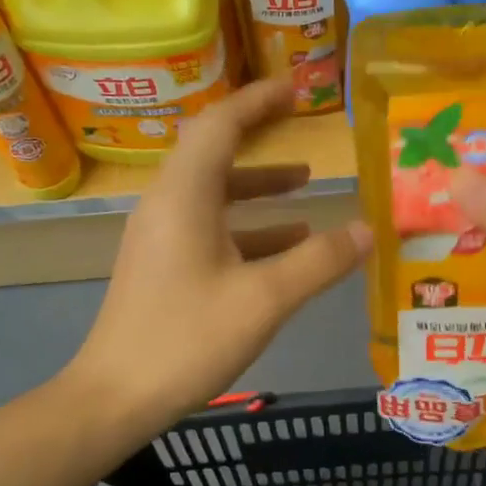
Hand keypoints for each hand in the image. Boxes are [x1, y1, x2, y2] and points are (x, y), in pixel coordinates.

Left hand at [73, 78, 371, 428]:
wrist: (115, 398)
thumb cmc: (187, 339)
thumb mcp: (265, 299)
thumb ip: (319, 262)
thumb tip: (369, 230)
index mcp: (185, 196)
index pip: (220, 125)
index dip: (258, 100)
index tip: (296, 87)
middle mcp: (168, 204)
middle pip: (214, 151)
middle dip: (259, 132)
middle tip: (301, 117)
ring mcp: (163, 236)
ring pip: (215, 192)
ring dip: (259, 184)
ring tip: (306, 183)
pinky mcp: (165, 265)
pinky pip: (211, 227)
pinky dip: (250, 225)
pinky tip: (288, 244)